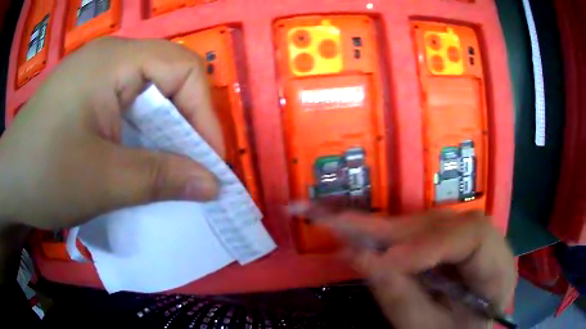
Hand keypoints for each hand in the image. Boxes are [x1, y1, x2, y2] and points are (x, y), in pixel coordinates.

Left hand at [0, 37, 223, 229]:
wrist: (9, 181)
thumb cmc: (44, 175)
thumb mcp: (103, 181)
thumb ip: (161, 178)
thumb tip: (213, 184)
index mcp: (114, 60)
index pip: (183, 69)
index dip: (204, 113)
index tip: (210, 161)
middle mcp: (111, 58)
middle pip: (169, 78)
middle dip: (187, 124)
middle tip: (193, 168)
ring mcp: (98, 75)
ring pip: (150, 94)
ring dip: (164, 132)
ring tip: (170, 168)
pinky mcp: (89, 95)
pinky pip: (129, 106)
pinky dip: (143, 134)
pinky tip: (140, 159)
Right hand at [322, 210, 515, 328]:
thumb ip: (401, 300)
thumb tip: (360, 257)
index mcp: (497, 269)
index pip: (474, 238)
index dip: (430, 244)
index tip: (385, 262)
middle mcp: (487, 245)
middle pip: (445, 225)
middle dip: (395, 232)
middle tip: (342, 226)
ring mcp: (466, 242)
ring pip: (428, 225)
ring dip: (386, 231)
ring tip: (343, 225)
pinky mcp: (448, 245)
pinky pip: (419, 234)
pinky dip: (389, 238)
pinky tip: (363, 234)